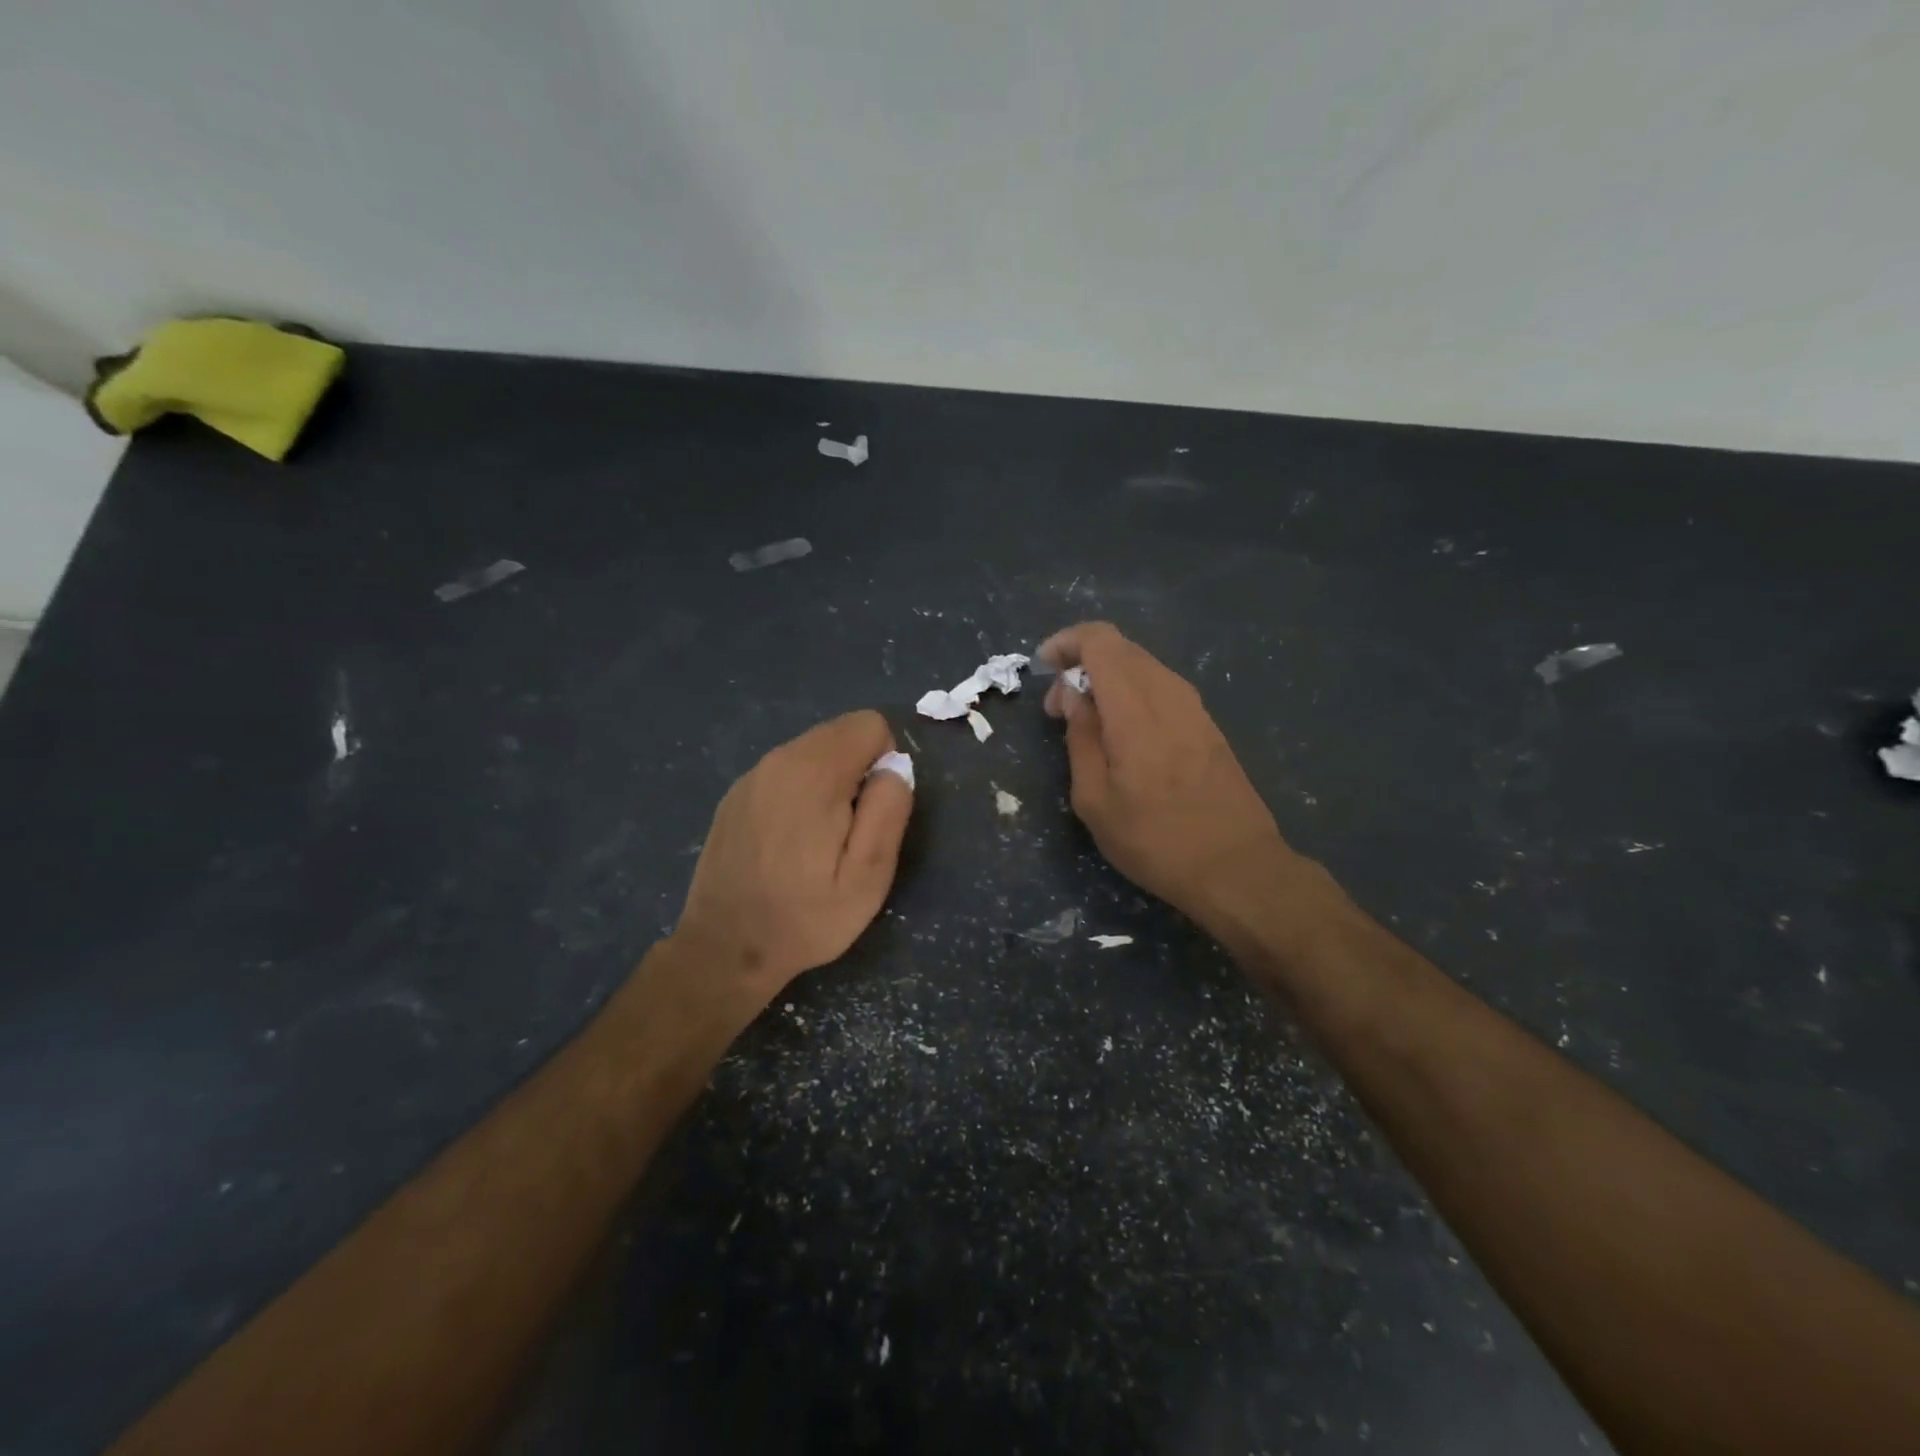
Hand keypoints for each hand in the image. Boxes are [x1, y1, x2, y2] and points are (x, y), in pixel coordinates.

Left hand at [675, 710, 912, 1007]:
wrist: (724, 950)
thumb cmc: (805, 917)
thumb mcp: (868, 876)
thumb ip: (888, 810)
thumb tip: (895, 767)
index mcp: (813, 772)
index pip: (869, 724)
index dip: (885, 762)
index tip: (873, 811)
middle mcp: (778, 760)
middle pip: (840, 733)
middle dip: (858, 770)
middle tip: (849, 832)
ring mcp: (751, 776)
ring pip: (812, 751)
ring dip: (829, 782)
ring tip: (819, 841)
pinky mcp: (735, 795)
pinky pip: (785, 773)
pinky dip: (799, 793)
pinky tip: (788, 844)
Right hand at [1040, 622, 1297, 934]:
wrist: (1237, 867)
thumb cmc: (1154, 840)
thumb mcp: (1094, 799)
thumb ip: (1080, 736)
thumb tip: (1072, 693)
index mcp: (1135, 708)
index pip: (1100, 640)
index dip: (1066, 642)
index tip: (1043, 668)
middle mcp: (1168, 694)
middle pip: (1121, 648)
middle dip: (1081, 663)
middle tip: (1059, 708)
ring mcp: (1194, 707)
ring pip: (1143, 667)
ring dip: (1107, 680)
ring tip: (1087, 723)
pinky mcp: (1208, 724)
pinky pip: (1161, 688)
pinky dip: (1132, 694)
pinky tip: (1123, 733)